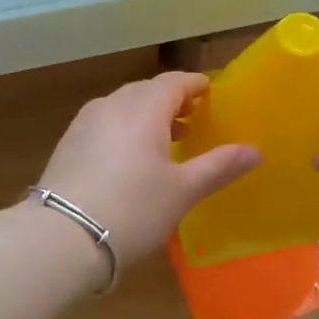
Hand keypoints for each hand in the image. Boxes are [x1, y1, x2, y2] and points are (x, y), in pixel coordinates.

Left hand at [38, 72, 260, 266]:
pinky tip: (130, 159)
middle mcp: (112, 104)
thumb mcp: (183, 191)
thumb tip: (256, 151)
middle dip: (172, 101)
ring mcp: (85, 122)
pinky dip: (124, 131)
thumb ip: (219, 166)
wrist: (62, 237)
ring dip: (147, 116)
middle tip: (194, 122)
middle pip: (147, 91)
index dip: (197, 85)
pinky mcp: (68, 143)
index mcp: (144, 107)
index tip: (212, 96)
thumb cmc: (133, 209)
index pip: (175, 81)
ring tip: (165, 142)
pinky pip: (104, 124)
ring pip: (123, 107)